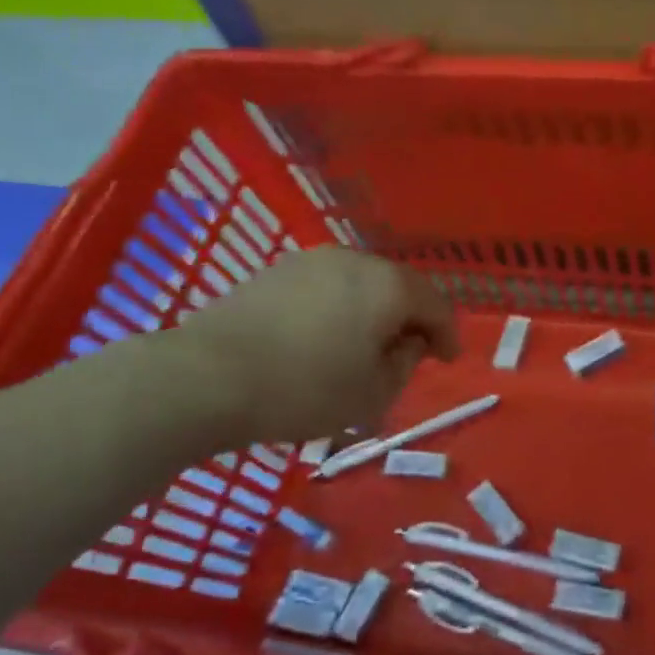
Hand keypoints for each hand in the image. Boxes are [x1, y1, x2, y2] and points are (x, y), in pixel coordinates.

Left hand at [172, 248, 458, 444]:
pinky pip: (325, 287)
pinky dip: (338, 309)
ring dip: (372, 311)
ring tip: (366, 345)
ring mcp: (311, 261)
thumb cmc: (306, 389)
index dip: (448, 335)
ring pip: (360, 284)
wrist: (206, 377)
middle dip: (410, 318)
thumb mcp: (374, 393)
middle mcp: (355, 260)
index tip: (448, 360)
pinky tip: (325, 336)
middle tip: (411, 351)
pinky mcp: (275, 271)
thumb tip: (407, 342)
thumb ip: (405, 363)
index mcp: (389, 286)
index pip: (436, 306)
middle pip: (399, 287)